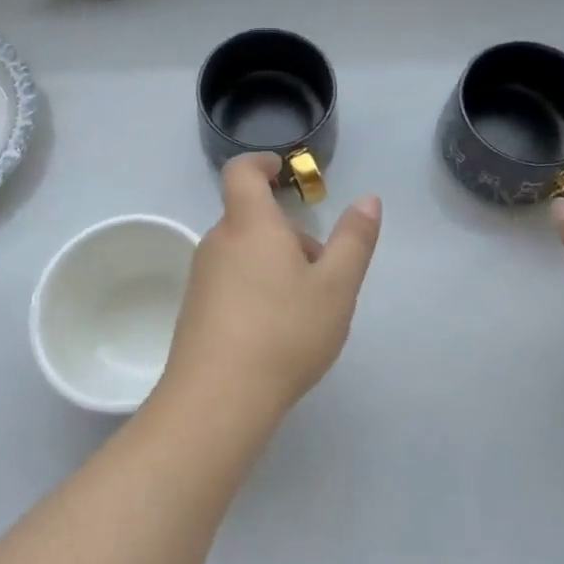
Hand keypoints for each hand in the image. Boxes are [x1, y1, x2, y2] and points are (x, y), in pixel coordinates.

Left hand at [162, 154, 381, 418]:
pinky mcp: (195, 310)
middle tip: (323, 273)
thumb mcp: (336, 287)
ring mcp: (202, 277)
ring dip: (275, 265)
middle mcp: (218, 242)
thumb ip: (354, 240)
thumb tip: (368, 200)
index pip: (242, 172)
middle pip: (253, 220)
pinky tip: (275, 333)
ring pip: (245, 253)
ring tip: (304, 310)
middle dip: (288, 235)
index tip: (282, 171)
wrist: (217, 400)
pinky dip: (256, 289)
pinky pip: (231, 282)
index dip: (261, 163)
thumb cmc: (284, 332)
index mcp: (250, 224)